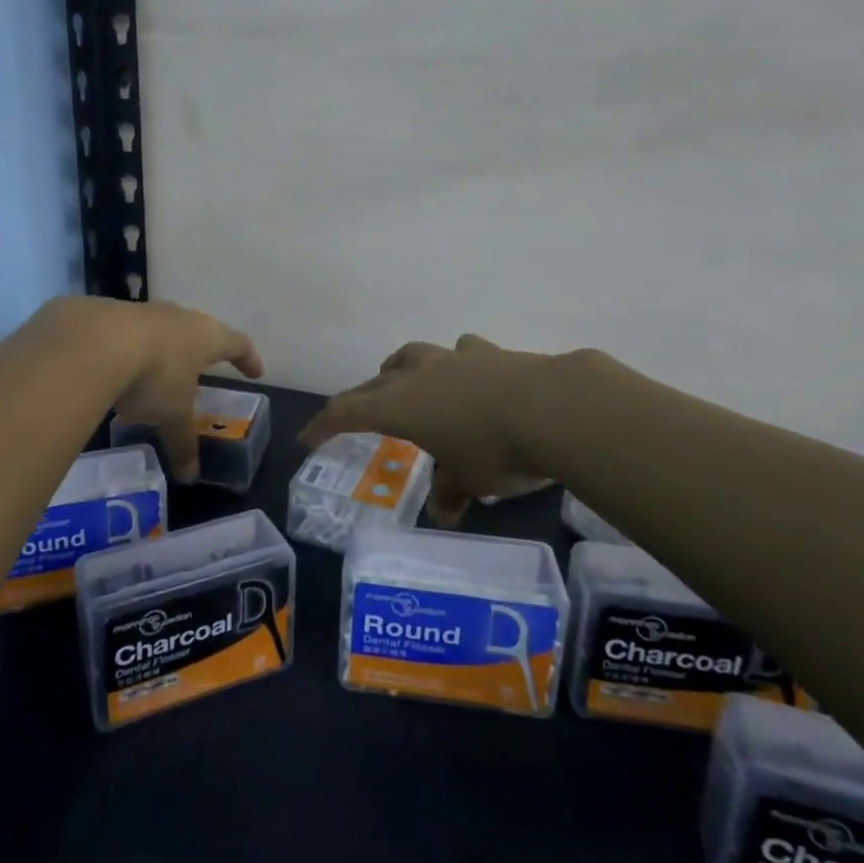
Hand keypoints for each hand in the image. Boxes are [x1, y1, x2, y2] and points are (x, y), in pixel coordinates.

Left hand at [96, 299, 263, 480]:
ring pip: (159, 329)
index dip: (248, 358)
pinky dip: (126, 349)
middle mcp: (178, 317)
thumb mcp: (172, 416)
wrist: (93, 341)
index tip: (255, 371)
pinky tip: (112, 368)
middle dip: (200, 351)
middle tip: (201, 368)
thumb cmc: (153, 376)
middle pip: (198, 330)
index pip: (237, 344)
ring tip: (153, 374)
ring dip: (160, 349)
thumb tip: (190, 476)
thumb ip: (183, 443)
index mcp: (205, 337)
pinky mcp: (108, 312)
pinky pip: (125, 333)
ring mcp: (142, 310)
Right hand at [299, 334, 560, 525]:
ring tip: (407, 384)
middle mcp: (418, 374)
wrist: (555, 408)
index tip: (308, 437)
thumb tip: (444, 510)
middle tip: (358, 416)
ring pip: (411, 357)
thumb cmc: (497, 451)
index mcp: (400, 405)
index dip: (324, 424)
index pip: (347, 411)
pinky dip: (454, 366)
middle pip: (375, 382)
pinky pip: (459, 354)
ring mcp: (453, 358)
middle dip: (362, 399)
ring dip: (401, 372)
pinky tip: (469, 376)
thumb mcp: (470, 481)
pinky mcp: (488, 353)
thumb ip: (450, 492)